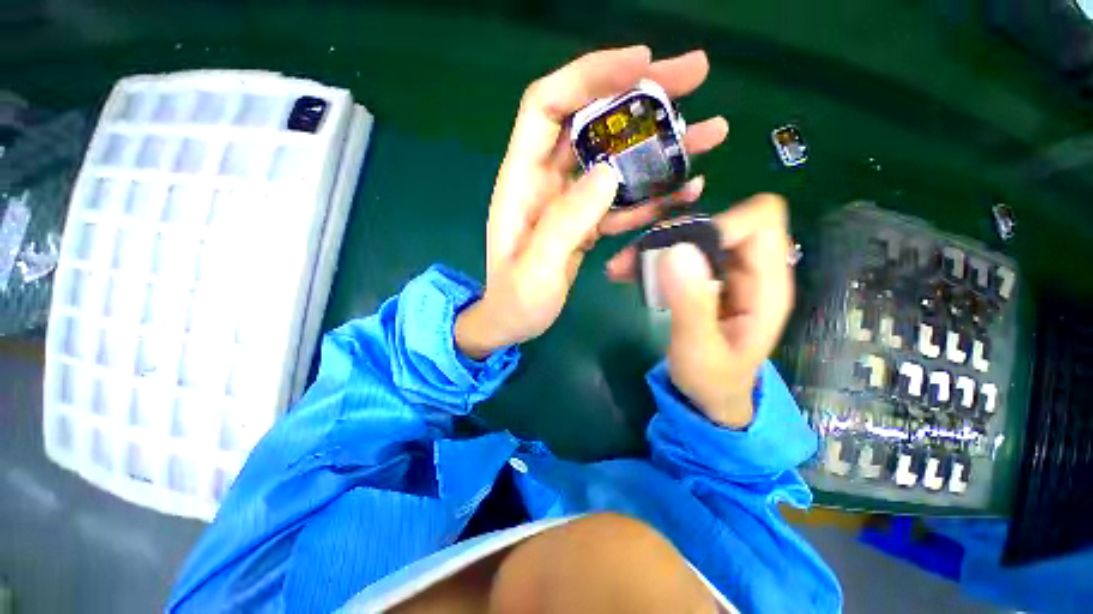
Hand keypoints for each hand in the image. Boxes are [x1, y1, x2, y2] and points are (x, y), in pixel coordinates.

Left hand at [455, 45, 729, 358]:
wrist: (514, 322)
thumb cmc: (515, 301)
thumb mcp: (535, 267)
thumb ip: (566, 221)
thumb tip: (608, 172)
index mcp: (523, 181)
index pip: (548, 105)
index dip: (589, 75)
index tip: (641, 62)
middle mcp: (547, 181)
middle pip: (592, 122)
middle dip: (641, 95)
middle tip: (696, 76)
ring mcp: (569, 202)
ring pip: (616, 160)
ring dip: (661, 144)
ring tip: (711, 134)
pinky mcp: (585, 223)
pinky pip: (621, 199)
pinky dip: (652, 192)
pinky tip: (685, 190)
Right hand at [605, 194, 794, 426]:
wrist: (712, 395)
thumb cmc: (712, 381)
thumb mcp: (699, 352)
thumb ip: (691, 305)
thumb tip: (677, 251)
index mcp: (767, 286)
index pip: (760, 222)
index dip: (718, 224)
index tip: (674, 249)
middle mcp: (751, 270)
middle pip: (720, 223)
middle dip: (674, 235)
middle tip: (633, 259)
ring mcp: (728, 272)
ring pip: (695, 235)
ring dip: (656, 247)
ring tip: (622, 267)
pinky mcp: (706, 277)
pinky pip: (680, 253)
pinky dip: (653, 258)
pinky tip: (627, 273)